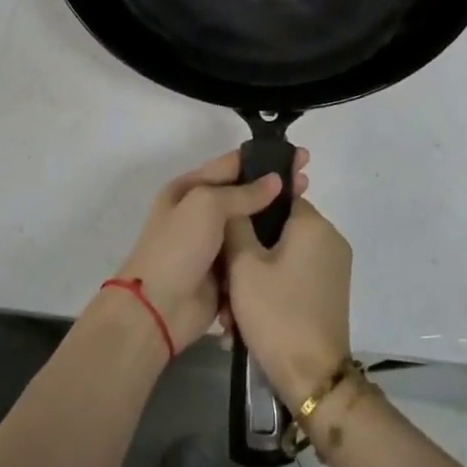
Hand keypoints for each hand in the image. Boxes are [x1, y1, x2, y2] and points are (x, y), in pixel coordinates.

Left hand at [113, 148, 309, 349]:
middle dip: (275, 186)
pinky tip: (295, 243)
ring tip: (307, 210)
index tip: (299, 157)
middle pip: (245, 193)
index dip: (265, 158)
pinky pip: (252, 253)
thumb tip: (275, 181)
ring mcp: (214, 244)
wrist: (157, 309)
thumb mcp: (206, 206)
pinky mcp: (225, 272)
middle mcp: (201, 212)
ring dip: (275, 217)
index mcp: (189, 189)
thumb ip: (243, 193)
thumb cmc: (178, 247)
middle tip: (308, 181)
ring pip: (251, 224)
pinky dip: (269, 248)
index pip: (232, 165)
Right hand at [225, 197, 353, 407]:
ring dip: (253, 280)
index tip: (223, 233)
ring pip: (282, 259)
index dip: (247, 212)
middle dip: (245, 255)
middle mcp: (330, 239)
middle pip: (278, 231)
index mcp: (314, 224)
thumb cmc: (276, 312)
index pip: (277, 197)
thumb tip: (236, 198)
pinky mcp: (330, 293)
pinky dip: (271, 292)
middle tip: (221, 284)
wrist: (313, 377)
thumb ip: (236, 223)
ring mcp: (333, 268)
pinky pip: (294, 278)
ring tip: (228, 313)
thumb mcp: (243, 265)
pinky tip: (244, 323)